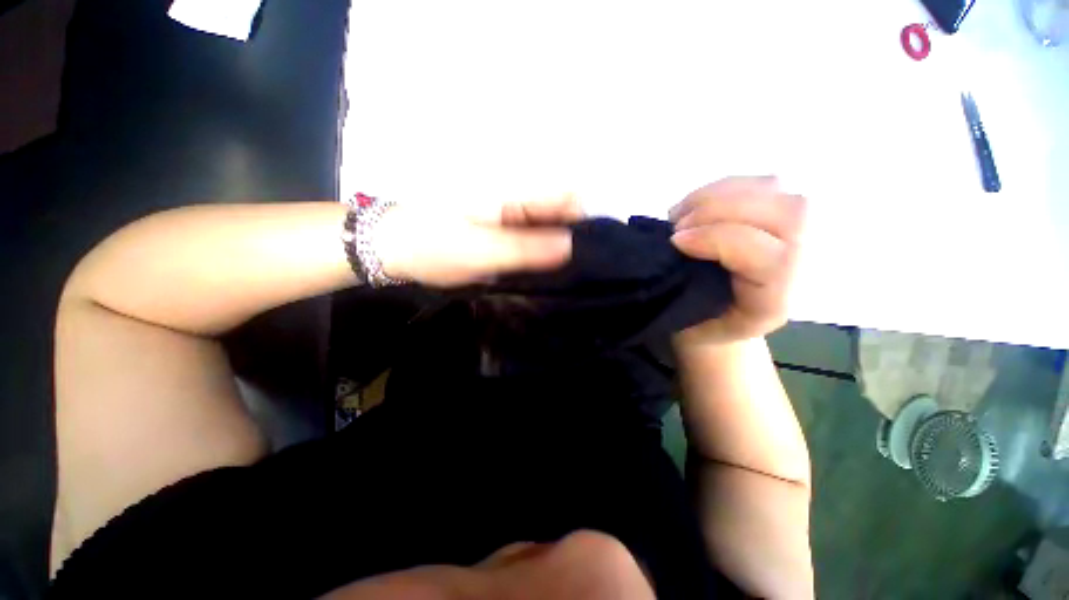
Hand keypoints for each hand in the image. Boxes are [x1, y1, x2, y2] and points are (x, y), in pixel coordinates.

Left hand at [374, 195, 582, 286]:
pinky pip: (531, 236)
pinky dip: (542, 251)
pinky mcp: (500, 229)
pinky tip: (545, 270)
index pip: (566, 196)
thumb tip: (572, 245)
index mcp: (513, 195)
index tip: (596, 250)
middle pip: (561, 210)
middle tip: (584, 269)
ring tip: (569, 273)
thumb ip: (527, 248)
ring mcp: (508, 215)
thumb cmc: (434, 246)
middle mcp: (516, 200)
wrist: (393, 247)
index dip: (587, 219)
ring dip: (560, 245)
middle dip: (576, 235)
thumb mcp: (482, 251)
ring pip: (548, 225)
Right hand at [669, 177, 805, 346]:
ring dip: (716, 195)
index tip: (675, 242)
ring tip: (683, 215)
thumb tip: (672, 249)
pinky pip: (761, 181)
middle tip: (678, 225)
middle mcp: (802, 266)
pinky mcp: (781, 211)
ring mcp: (799, 232)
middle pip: (786, 213)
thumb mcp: (688, 328)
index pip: (771, 259)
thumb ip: (683, 296)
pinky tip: (696, 206)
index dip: (718, 239)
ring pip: (775, 189)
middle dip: (719, 209)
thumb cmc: (699, 324)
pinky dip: (721, 187)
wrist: (721, 317)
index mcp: (774, 302)